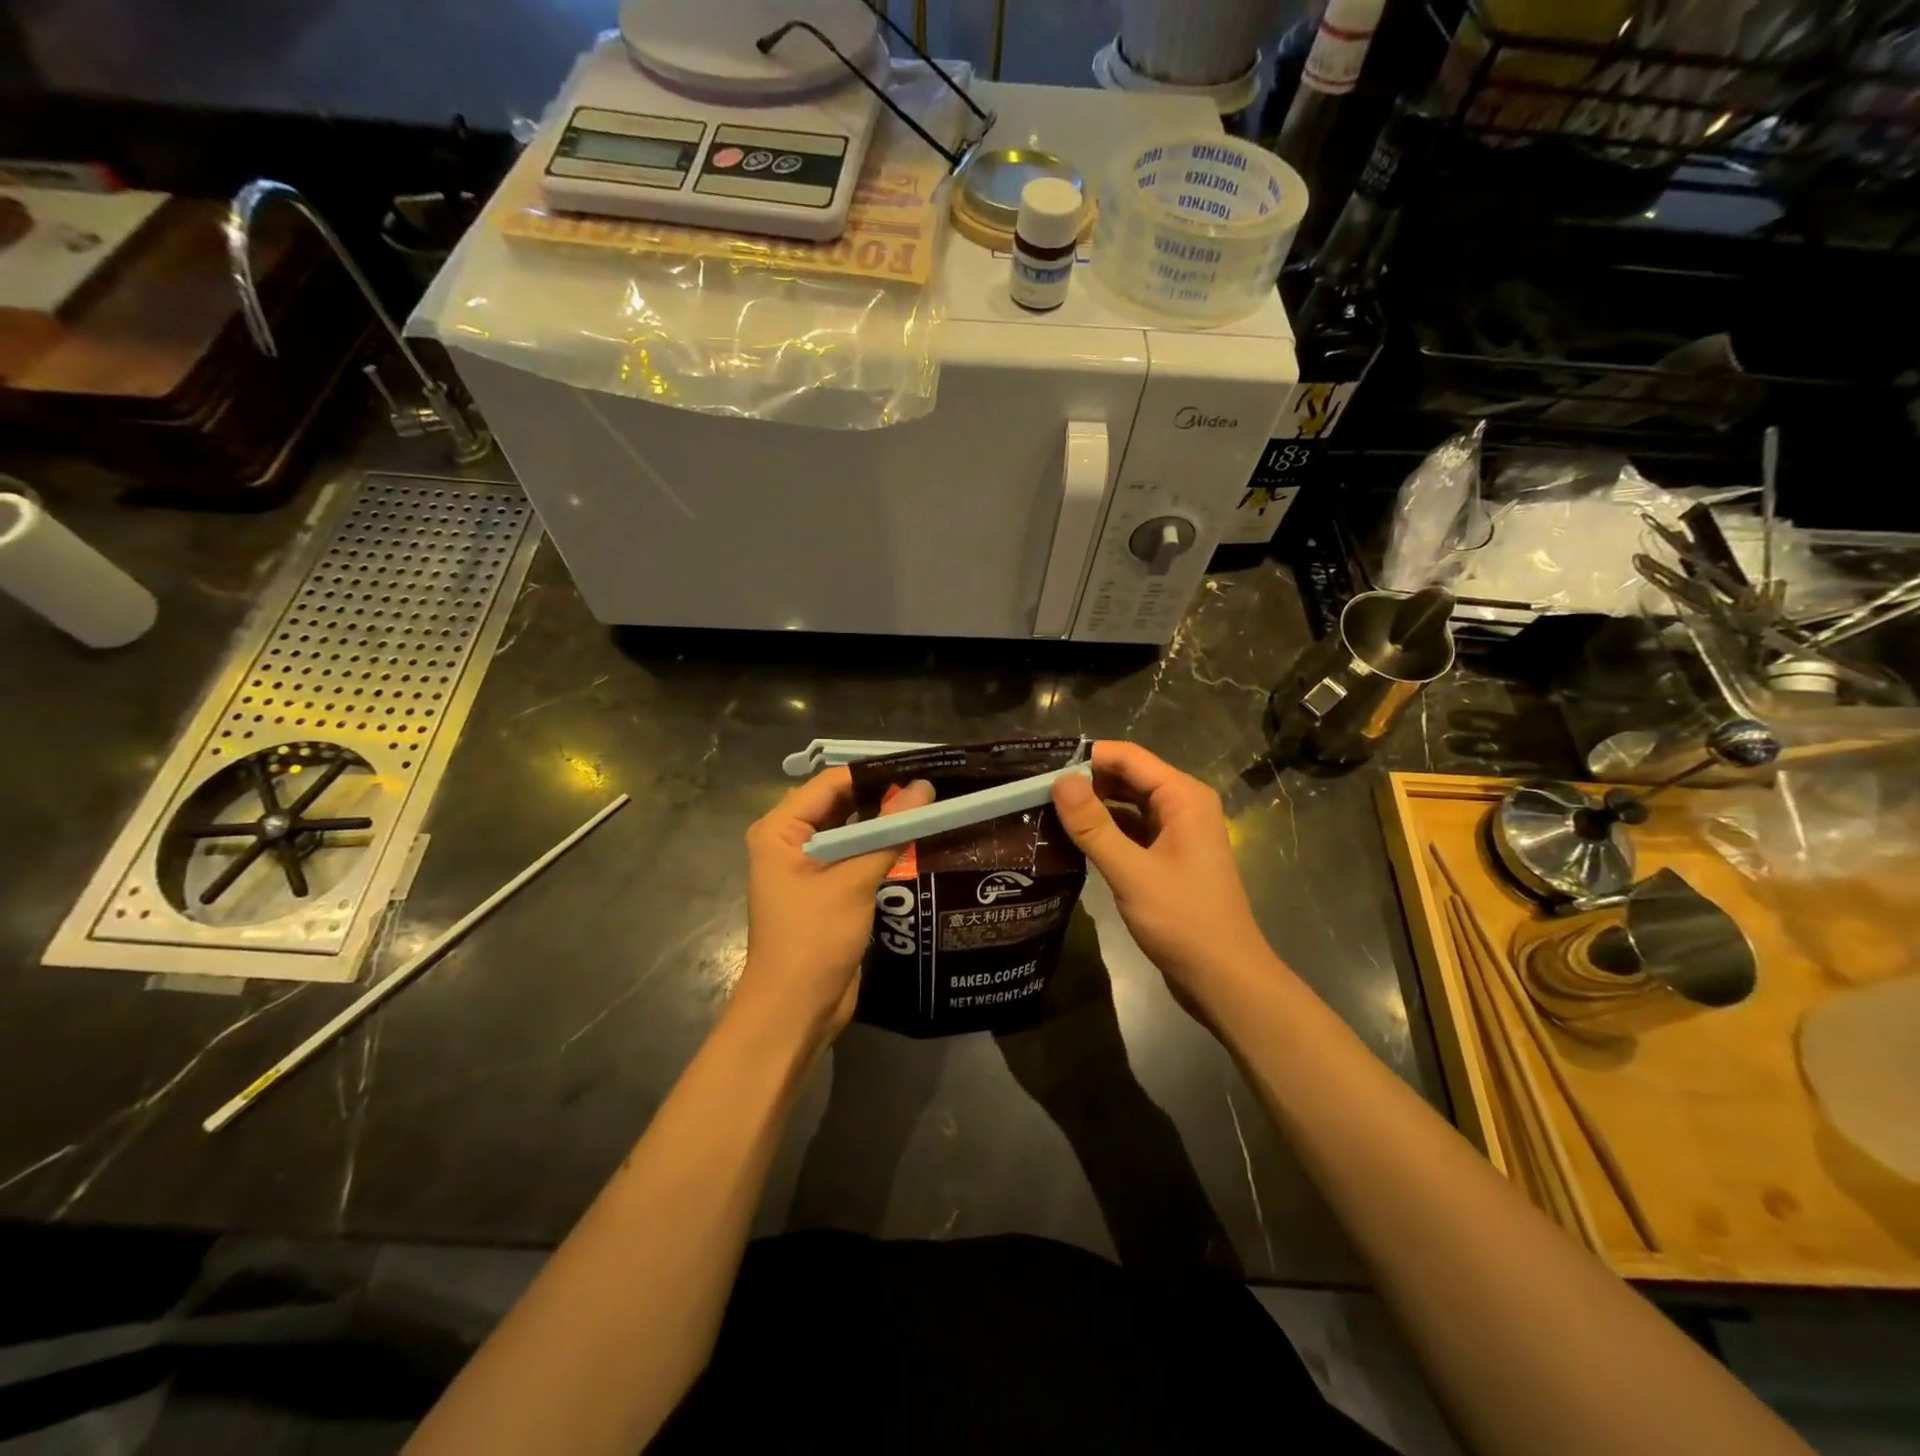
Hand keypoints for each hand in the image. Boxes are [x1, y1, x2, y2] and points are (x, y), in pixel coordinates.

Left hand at [734, 769, 933, 1056]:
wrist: (795, 1012)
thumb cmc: (813, 940)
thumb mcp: (852, 882)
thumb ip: (888, 833)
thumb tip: (924, 789)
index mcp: (780, 830)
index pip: (830, 783)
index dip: (873, 772)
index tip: (920, 766)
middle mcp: (790, 842)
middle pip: (841, 805)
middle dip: (882, 796)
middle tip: (933, 786)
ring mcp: (808, 868)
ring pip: (851, 832)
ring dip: (884, 823)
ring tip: (931, 807)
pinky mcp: (826, 892)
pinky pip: (855, 858)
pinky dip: (881, 849)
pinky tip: (916, 842)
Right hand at [1052, 741, 1276, 1013]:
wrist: (1224, 979)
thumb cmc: (1183, 921)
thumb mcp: (1132, 872)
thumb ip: (1094, 826)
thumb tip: (1059, 781)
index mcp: (1183, 797)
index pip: (1128, 757)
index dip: (1086, 758)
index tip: (1042, 770)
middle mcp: (1183, 806)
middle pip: (1128, 778)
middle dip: (1087, 783)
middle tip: (1037, 795)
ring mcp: (1177, 833)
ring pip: (1128, 805)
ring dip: (1094, 808)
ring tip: (1047, 815)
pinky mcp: (1168, 858)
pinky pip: (1132, 831)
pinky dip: (1106, 832)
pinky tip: (1074, 842)